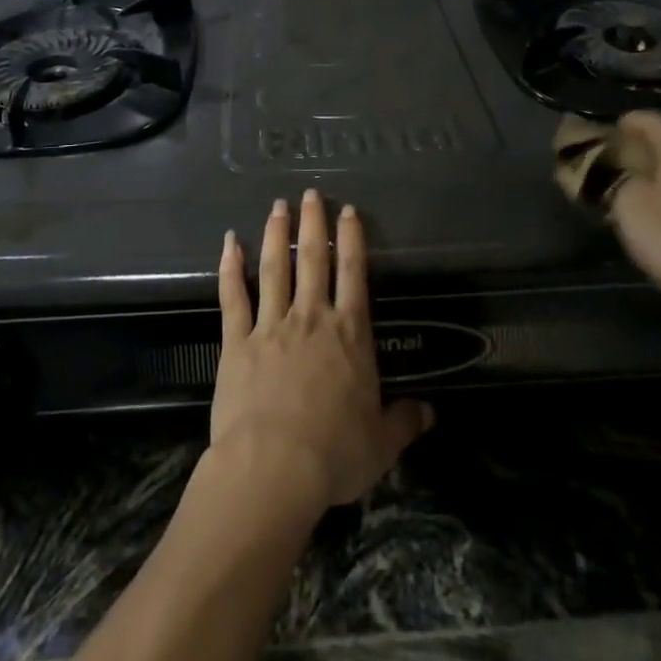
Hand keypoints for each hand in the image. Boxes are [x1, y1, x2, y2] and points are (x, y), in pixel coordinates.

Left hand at [213, 189, 432, 508]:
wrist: (274, 467)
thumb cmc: (334, 455)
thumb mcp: (382, 444)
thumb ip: (405, 422)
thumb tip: (431, 412)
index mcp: (349, 335)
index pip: (353, 274)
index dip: (352, 239)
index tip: (348, 210)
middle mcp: (311, 318)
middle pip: (312, 259)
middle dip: (312, 223)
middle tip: (310, 193)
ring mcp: (271, 325)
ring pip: (274, 268)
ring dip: (275, 234)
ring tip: (277, 207)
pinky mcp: (237, 340)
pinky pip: (233, 296)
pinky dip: (230, 267)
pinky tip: (229, 242)